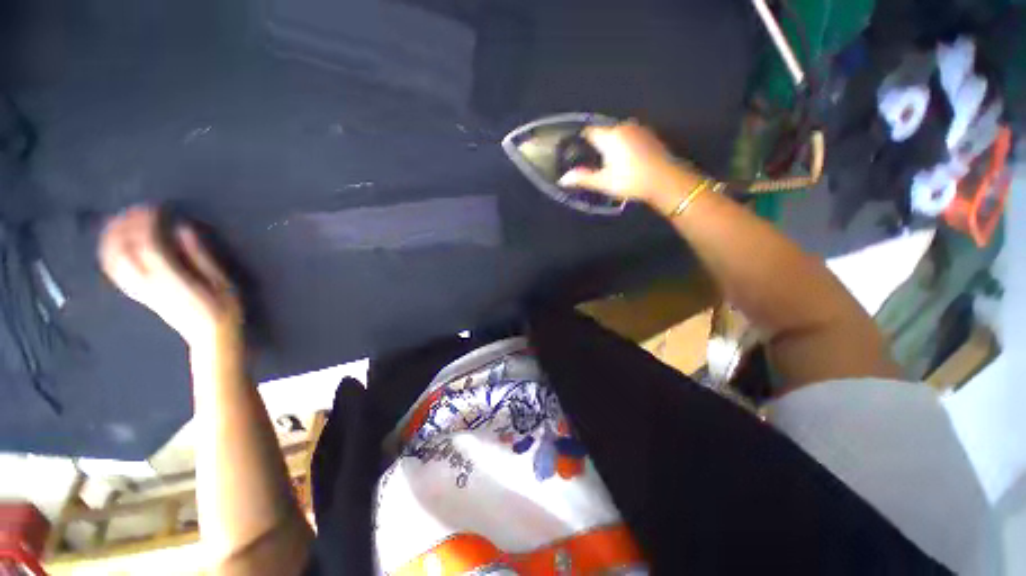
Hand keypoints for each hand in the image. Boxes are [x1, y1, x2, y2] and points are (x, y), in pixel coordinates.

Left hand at [98, 206, 241, 349]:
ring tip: (120, 221)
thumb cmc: (224, 309)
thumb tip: (183, 229)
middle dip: (125, 227)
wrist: (211, 338)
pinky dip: (111, 255)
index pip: (147, 245)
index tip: (155, 208)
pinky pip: (116, 273)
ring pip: (113, 261)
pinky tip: (115, 245)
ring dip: (112, 239)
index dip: (147, 223)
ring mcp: (141, 291)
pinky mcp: (139, 295)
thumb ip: (199, 256)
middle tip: (135, 209)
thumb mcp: (221, 282)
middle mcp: (149, 284)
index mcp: (171, 279)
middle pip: (123, 251)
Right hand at [557, 121, 700, 203]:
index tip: (576, 154)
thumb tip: (563, 179)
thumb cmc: (631, 181)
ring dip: (611, 145)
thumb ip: (583, 178)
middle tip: (594, 163)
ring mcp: (638, 129)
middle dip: (597, 145)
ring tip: (609, 164)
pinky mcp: (649, 135)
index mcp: (610, 136)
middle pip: (603, 133)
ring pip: (617, 134)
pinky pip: (629, 137)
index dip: (581, 142)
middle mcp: (623, 127)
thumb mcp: (604, 182)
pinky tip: (625, 161)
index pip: (589, 132)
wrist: (666, 180)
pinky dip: (623, 145)